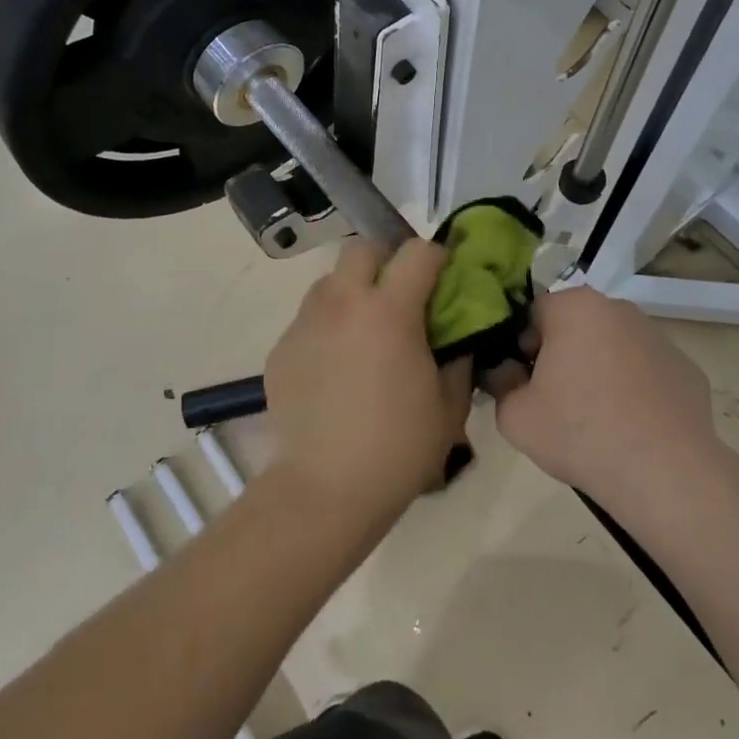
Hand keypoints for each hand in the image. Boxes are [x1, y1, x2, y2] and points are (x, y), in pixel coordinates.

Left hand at [263, 238, 471, 528]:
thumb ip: (458, 360)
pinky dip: (327, 326)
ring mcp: (305, 323)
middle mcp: (342, 303)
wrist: (325, 488)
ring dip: (352, 291)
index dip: (437, 259)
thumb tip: (456, 339)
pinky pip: (309, 319)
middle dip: (385, 261)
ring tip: (364, 330)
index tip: (444, 279)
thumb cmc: (398, 448)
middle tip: (399, 295)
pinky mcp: (281, 348)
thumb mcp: (449, 406)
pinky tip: (335, 366)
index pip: (417, 252)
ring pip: (329, 281)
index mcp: (389, 311)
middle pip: (362, 249)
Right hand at [494, 285, 725, 510]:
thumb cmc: (580, 433)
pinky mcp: (686, 368)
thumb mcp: (514, 416)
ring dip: (599, 370)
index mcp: (575, 307)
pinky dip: (635, 390)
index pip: (533, 314)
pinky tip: (632, 427)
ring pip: (612, 347)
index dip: (522, 347)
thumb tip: (507, 373)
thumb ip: (500, 383)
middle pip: (575, 326)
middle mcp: (619, 309)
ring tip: (597, 419)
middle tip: (555, 401)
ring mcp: (658, 337)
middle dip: (562, 355)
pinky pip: (646, 372)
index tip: (525, 382)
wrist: (665, 474)